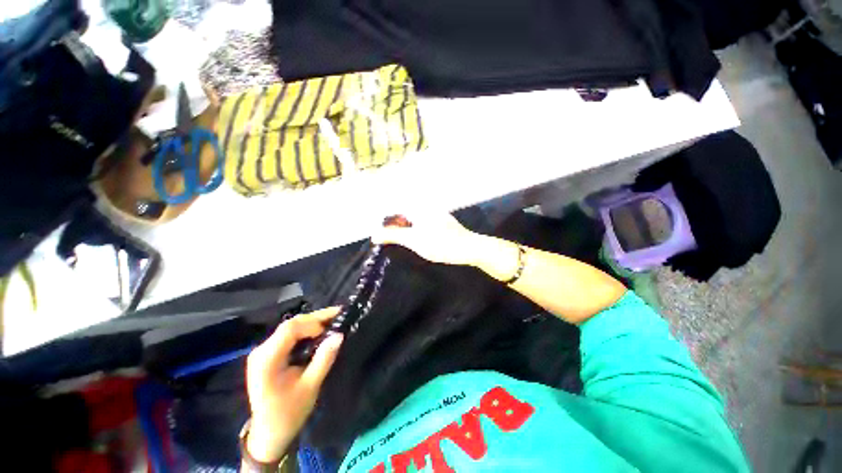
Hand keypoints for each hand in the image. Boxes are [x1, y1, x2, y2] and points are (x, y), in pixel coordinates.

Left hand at [245, 308, 343, 462]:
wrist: (269, 434)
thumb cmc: (289, 413)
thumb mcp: (310, 386)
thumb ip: (324, 359)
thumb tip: (340, 335)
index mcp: (267, 360)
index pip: (290, 329)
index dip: (312, 323)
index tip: (332, 328)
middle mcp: (261, 351)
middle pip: (290, 325)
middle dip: (315, 318)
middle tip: (338, 314)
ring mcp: (263, 352)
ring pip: (290, 327)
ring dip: (312, 322)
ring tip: (333, 320)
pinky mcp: (268, 354)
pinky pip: (288, 335)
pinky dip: (306, 330)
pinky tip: (319, 331)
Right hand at [371, 213, 484, 265]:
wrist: (469, 248)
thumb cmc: (440, 243)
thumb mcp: (413, 240)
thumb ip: (393, 235)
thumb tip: (373, 234)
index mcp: (418, 208)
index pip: (395, 209)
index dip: (384, 219)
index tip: (376, 232)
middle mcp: (426, 208)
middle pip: (404, 214)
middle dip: (393, 224)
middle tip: (384, 238)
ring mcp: (435, 215)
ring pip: (413, 220)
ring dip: (404, 228)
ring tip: (396, 239)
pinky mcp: (442, 224)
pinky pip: (422, 224)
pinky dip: (415, 230)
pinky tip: (415, 240)